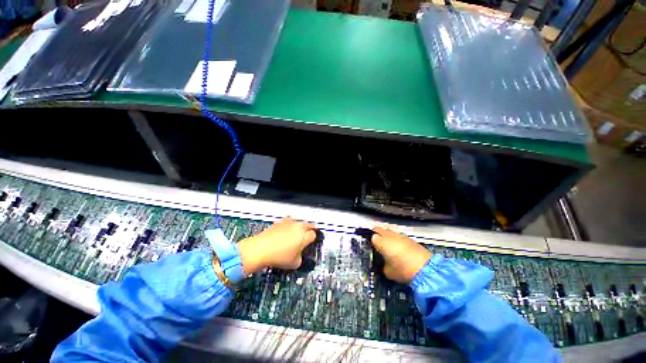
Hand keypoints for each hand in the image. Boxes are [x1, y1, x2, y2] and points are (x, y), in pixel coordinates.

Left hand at [238, 217, 316, 274]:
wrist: (260, 249)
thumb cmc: (278, 256)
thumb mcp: (295, 263)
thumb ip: (301, 258)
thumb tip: (300, 256)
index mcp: (305, 235)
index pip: (314, 234)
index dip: (313, 239)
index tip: (310, 243)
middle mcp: (299, 226)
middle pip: (309, 225)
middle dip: (309, 230)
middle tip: (306, 237)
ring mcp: (289, 222)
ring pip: (299, 222)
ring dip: (300, 226)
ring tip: (296, 234)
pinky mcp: (280, 221)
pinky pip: (289, 221)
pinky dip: (289, 225)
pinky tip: (285, 232)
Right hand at [371, 227, 431, 283]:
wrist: (425, 268)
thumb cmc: (403, 270)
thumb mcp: (389, 272)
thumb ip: (384, 266)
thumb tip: (385, 264)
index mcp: (382, 242)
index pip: (373, 237)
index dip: (372, 241)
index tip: (373, 246)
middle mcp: (389, 236)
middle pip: (380, 229)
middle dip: (377, 232)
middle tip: (376, 237)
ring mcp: (400, 236)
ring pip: (390, 231)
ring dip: (387, 234)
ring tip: (387, 240)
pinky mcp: (409, 238)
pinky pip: (399, 235)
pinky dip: (396, 238)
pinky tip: (398, 244)